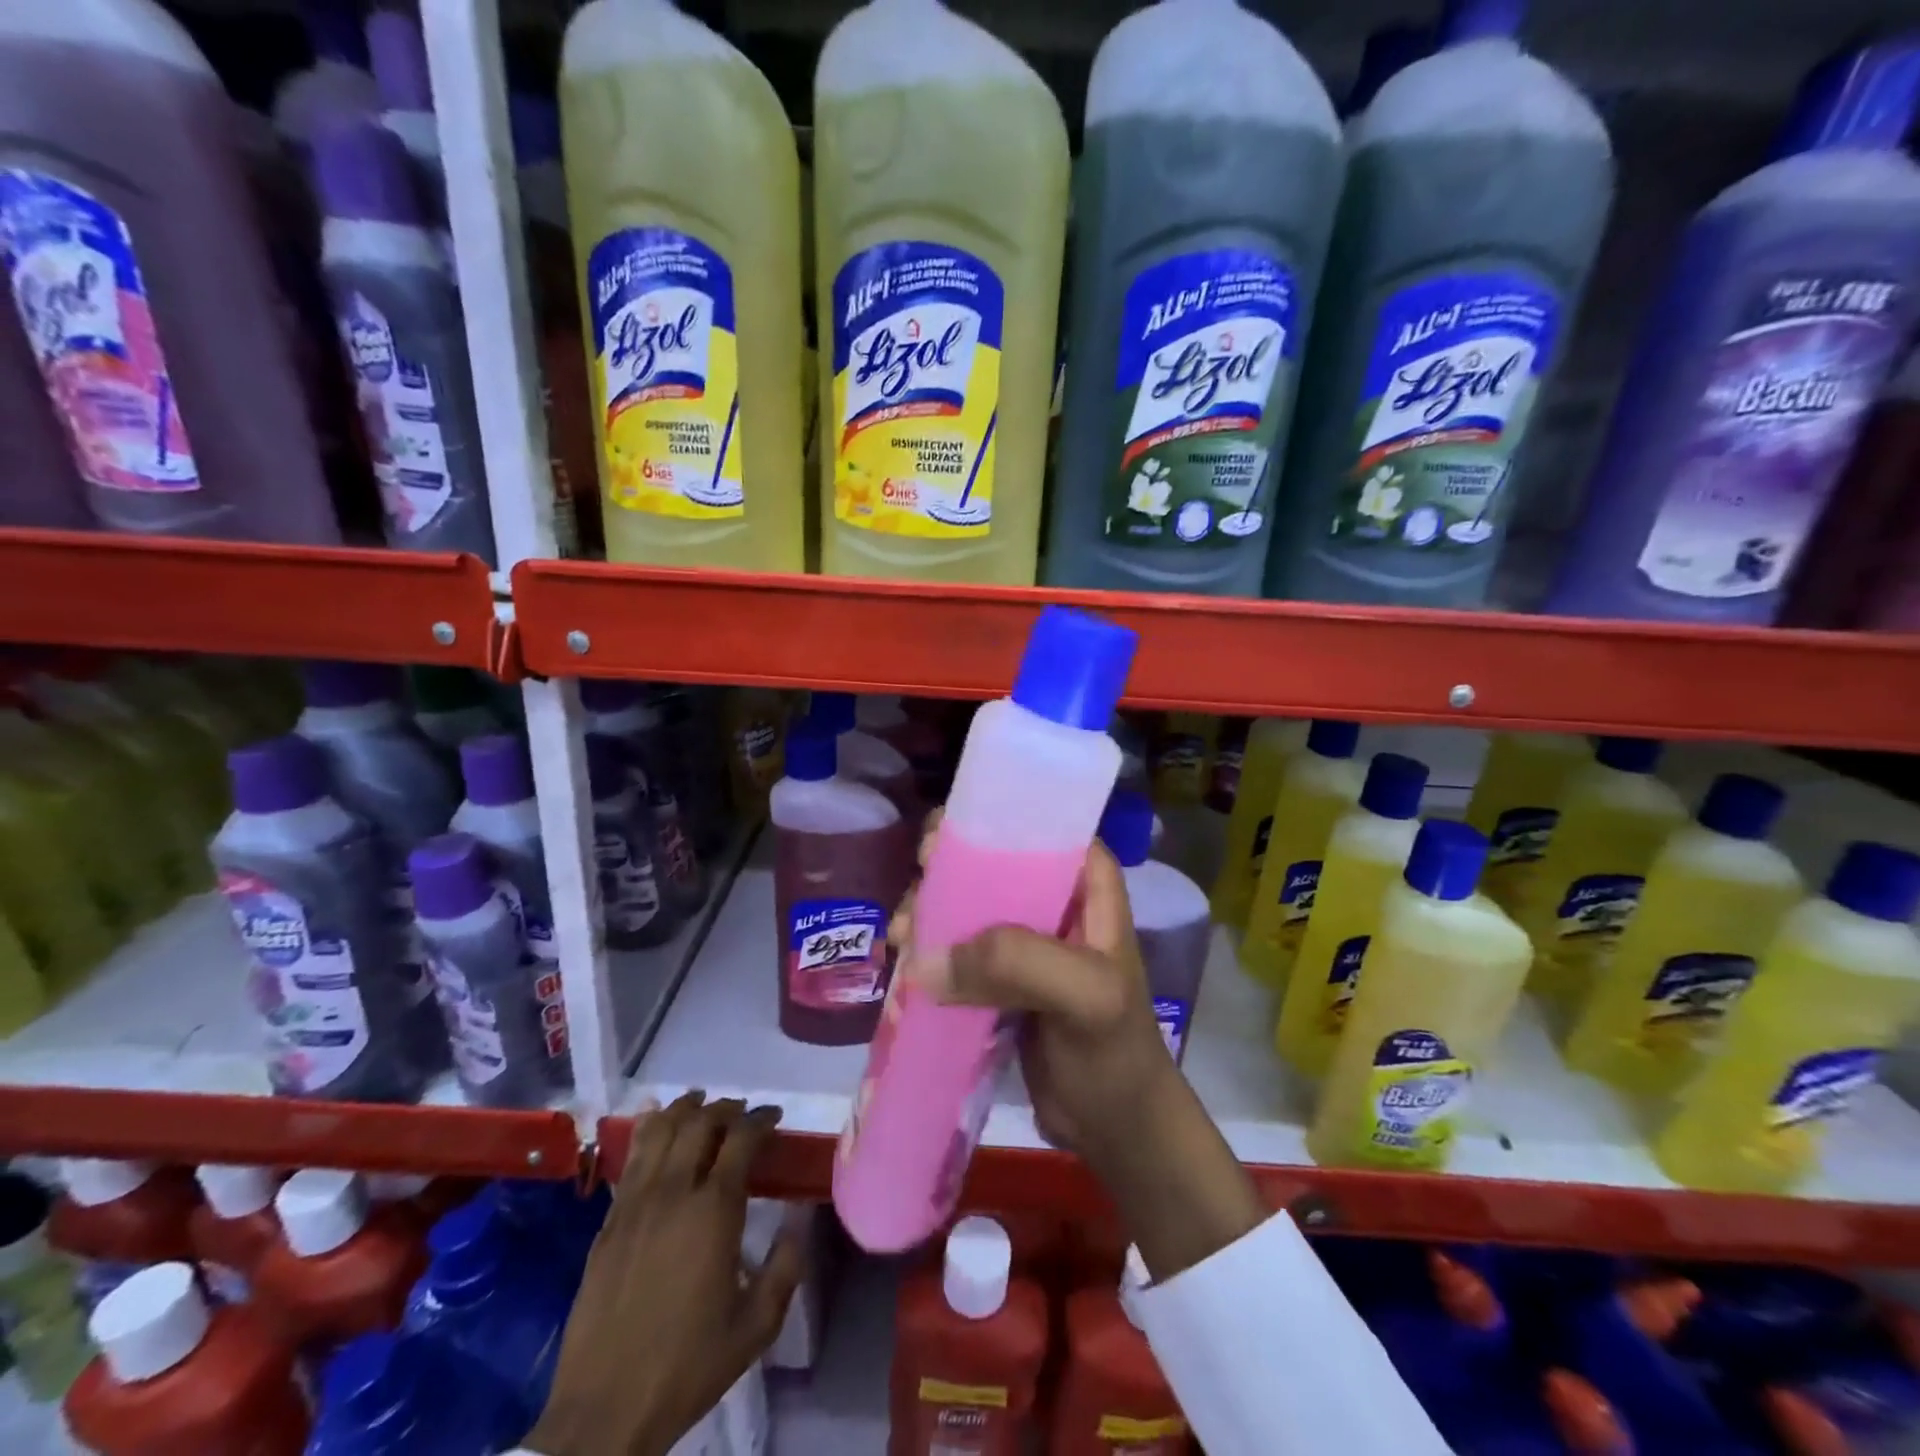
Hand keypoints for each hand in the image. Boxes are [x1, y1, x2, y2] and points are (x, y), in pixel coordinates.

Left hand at [525, 1095, 805, 1455]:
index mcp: (714, 1210)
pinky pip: (631, 1157)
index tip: (774, 1116)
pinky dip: (649, 1130)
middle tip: (742, 1114)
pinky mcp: (608, 1221)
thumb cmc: (687, 1366)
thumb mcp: (756, 1326)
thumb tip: (799, 1220)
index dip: (761, 1118)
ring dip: (686, 1109)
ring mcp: (635, 1203)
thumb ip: (786, 1267)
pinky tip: (656, 1125)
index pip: (742, 1138)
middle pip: (701, 1122)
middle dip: (727, 1108)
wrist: (603, 1413)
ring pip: (661, 1130)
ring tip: (701, 1105)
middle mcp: (674, 1191)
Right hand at [892, 815, 1265, 1282]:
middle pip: (987, 862)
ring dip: (928, 916)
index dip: (983, 824)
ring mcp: (1022, 939)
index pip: (1033, 827)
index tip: (934, 846)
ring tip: (901, 943)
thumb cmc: (1115, 1052)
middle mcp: (1051, 898)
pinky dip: (928, 953)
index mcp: (1085, 881)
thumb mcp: (1085, 996)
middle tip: (913, 908)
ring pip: (965, 905)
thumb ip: (1016, 962)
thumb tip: (923, 962)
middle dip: (942, 876)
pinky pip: (956, 949)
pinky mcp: (998, 977)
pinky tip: (903, 967)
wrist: (1115, 1128)